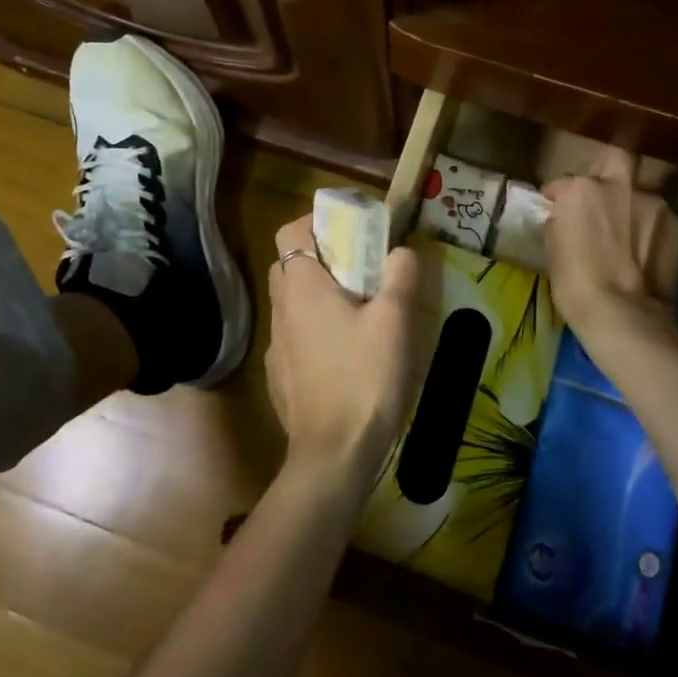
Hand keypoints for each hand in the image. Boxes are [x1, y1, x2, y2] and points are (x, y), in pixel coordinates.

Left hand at [265, 212, 420, 484]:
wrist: (334, 454)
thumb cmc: (365, 378)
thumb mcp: (394, 320)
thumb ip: (400, 275)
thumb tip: (401, 250)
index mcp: (302, 287)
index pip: (290, 232)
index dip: (317, 222)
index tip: (350, 231)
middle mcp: (281, 310)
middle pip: (290, 264)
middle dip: (321, 257)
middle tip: (360, 268)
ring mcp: (276, 345)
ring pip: (292, 302)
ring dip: (319, 295)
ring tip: (359, 311)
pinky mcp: (279, 375)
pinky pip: (294, 336)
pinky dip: (314, 330)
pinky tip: (344, 353)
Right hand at [544, 147, 677, 337]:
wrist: (625, 315)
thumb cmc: (576, 285)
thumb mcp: (553, 250)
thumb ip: (562, 222)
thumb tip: (566, 218)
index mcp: (580, 189)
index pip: (563, 183)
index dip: (559, 198)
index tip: (558, 212)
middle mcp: (619, 185)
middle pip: (614, 160)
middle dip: (607, 172)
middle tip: (602, 198)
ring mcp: (655, 202)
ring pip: (641, 196)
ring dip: (633, 210)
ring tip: (630, 240)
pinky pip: (661, 221)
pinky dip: (654, 232)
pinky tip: (649, 256)